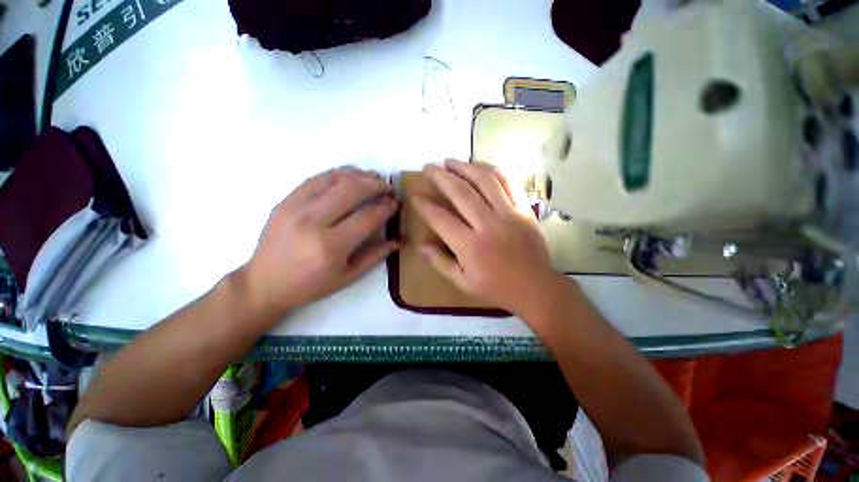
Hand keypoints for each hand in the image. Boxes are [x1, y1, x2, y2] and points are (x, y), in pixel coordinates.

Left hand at [242, 167, 398, 316]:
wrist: (264, 283)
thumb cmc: (310, 285)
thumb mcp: (347, 277)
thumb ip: (374, 257)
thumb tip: (397, 240)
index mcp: (331, 246)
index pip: (367, 217)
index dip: (385, 208)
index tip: (395, 204)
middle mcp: (313, 222)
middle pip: (351, 190)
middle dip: (375, 185)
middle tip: (387, 187)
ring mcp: (295, 208)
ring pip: (333, 179)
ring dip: (358, 175)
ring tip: (373, 177)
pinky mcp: (285, 201)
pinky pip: (315, 179)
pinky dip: (336, 174)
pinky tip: (349, 176)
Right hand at [412, 159, 565, 315]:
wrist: (536, 287)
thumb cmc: (496, 288)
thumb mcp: (462, 282)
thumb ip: (440, 262)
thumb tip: (421, 245)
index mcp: (470, 247)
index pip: (440, 218)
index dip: (424, 204)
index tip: (414, 193)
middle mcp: (488, 225)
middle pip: (460, 192)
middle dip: (440, 176)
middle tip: (428, 166)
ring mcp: (509, 214)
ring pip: (484, 180)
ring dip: (464, 167)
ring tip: (450, 161)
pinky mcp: (524, 209)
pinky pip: (508, 182)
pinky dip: (492, 170)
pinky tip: (479, 166)